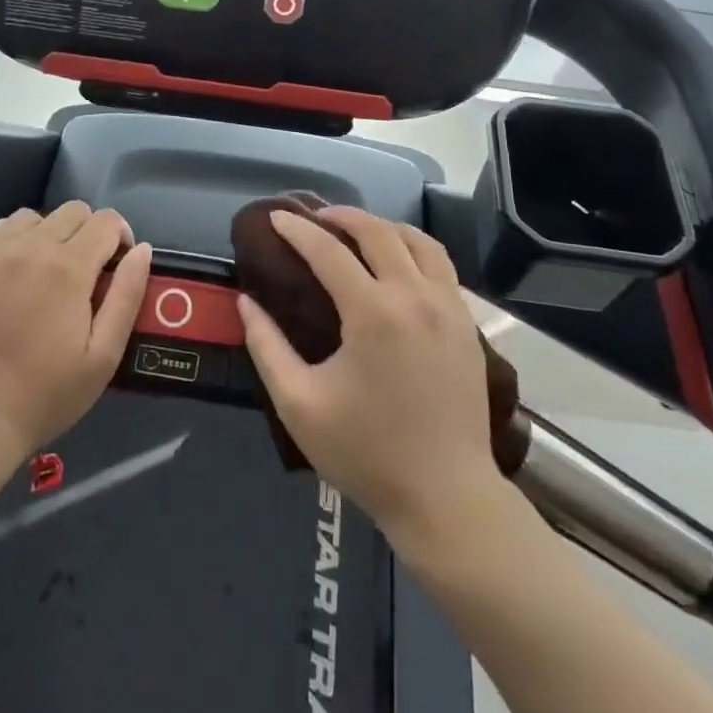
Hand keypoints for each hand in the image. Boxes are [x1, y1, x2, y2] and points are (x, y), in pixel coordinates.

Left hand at [0, 202, 151, 468]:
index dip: (120, 237)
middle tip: (82, 272)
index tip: (115, 265)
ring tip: (41, 271)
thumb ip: (127, 295)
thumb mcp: (104, 355)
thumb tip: (142, 249)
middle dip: (87, 232)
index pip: (106, 221)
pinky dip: (2, 242)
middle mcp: (30, 247)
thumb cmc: (47, 393)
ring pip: (30, 217)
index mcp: (69, 267)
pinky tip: (4, 271)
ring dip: (45, 235)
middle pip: (72, 211)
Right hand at [238, 207, 501, 543]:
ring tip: (358, 231)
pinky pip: (441, 265)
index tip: (276, 216)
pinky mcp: (466, 322)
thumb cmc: (366, 453)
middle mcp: (414, 296)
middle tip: (315, 218)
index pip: (328, 251)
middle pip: (378, 232)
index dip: (298, 230)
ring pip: (418, 240)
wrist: (446, 497)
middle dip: (342, 215)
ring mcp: (448, 306)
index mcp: (373, 313)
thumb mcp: (299, 405)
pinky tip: (398, 263)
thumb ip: (267, 348)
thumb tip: (246, 303)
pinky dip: (414, 248)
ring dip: (384, 226)